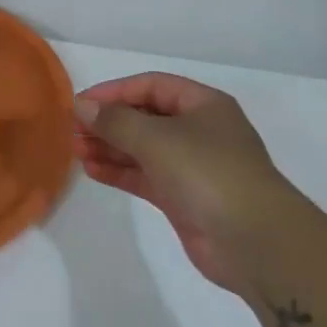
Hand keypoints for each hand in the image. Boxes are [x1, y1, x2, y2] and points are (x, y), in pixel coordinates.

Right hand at [73, 73, 290, 293]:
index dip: (114, 92)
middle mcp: (199, 130)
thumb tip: (82, 107)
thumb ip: (115, 121)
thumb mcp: (157, 139)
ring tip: (75, 150)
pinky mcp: (183, 198)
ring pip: (143, 148)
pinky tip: (92, 170)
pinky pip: (145, 176)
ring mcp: (192, 166)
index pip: (151, 86)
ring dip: (110, 147)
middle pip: (145, 117)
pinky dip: (120, 172)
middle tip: (72, 130)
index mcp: (203, 105)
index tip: (80, 104)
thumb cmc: (207, 172)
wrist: (254, 240)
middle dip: (109, 122)